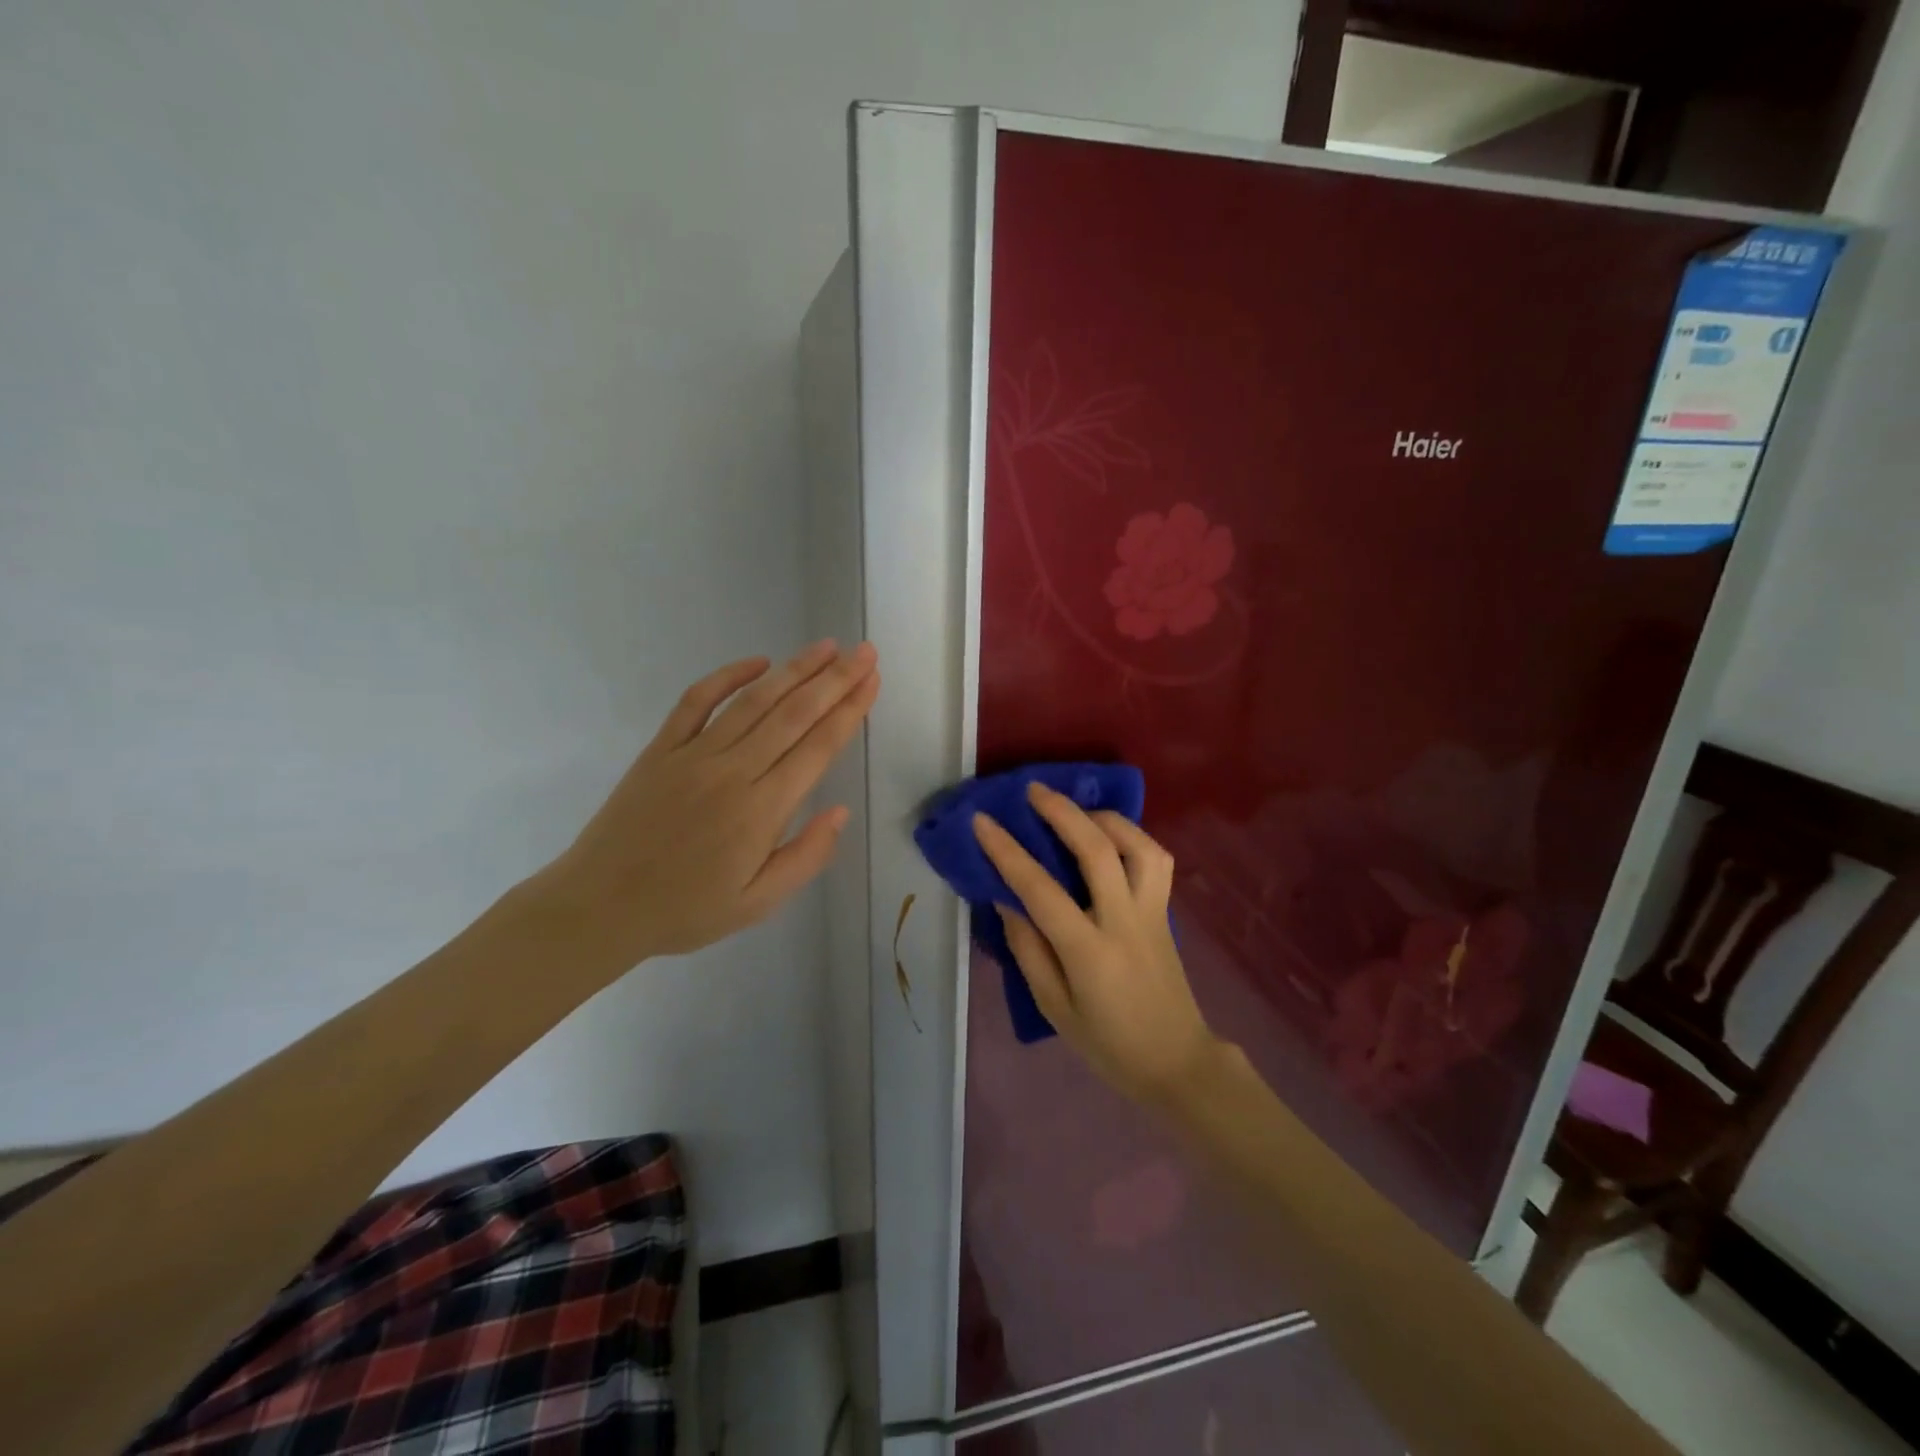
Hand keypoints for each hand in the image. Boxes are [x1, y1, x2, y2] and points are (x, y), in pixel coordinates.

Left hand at [525, 641, 878, 975]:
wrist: (599, 907)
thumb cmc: (686, 910)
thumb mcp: (758, 904)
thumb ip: (805, 857)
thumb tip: (840, 812)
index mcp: (762, 810)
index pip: (818, 748)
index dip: (850, 711)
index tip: (872, 681)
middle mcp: (733, 771)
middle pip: (794, 714)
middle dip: (835, 680)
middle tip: (864, 652)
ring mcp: (694, 754)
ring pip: (754, 701)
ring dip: (794, 670)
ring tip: (827, 647)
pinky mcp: (661, 749)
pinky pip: (696, 701)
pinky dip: (727, 676)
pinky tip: (757, 661)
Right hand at [972, 783, 1223, 1105]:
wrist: (1177, 1061)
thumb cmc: (1108, 1043)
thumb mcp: (1054, 1007)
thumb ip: (1028, 950)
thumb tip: (1007, 899)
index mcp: (1089, 951)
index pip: (1041, 889)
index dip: (1008, 851)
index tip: (983, 821)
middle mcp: (1124, 921)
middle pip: (1097, 850)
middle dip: (1062, 812)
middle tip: (1034, 790)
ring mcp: (1152, 912)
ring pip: (1139, 846)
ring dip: (1105, 818)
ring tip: (1077, 811)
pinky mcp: (1166, 911)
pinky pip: (1156, 860)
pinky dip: (1132, 837)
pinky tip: (1109, 837)